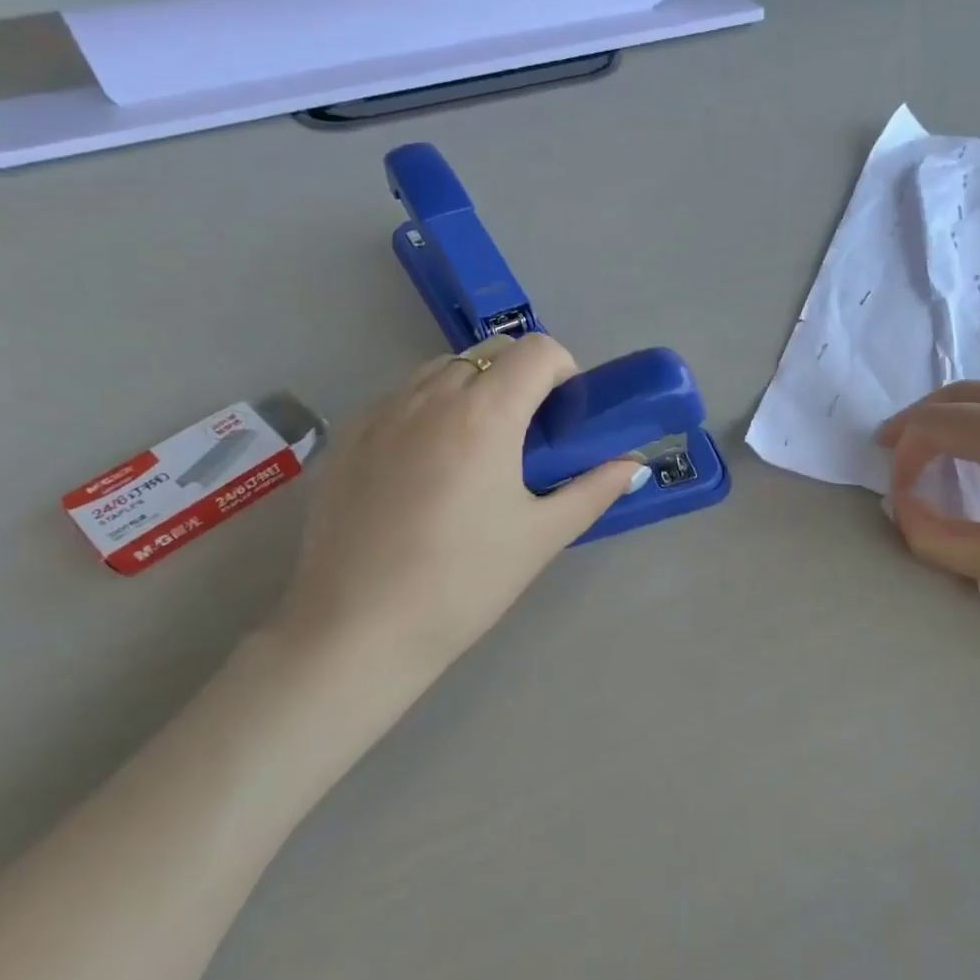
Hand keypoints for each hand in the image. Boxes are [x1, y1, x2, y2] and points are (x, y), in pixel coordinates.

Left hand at [276, 333, 640, 678]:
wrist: (358, 629)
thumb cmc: (464, 582)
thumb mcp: (542, 536)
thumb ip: (593, 490)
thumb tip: (633, 466)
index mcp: (484, 415)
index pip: (536, 350)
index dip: (563, 372)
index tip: (564, 418)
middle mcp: (429, 396)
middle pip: (489, 354)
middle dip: (520, 380)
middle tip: (527, 439)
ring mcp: (380, 412)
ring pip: (441, 371)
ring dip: (473, 391)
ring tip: (476, 453)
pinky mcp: (346, 436)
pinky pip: (400, 399)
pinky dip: (428, 412)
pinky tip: (426, 471)